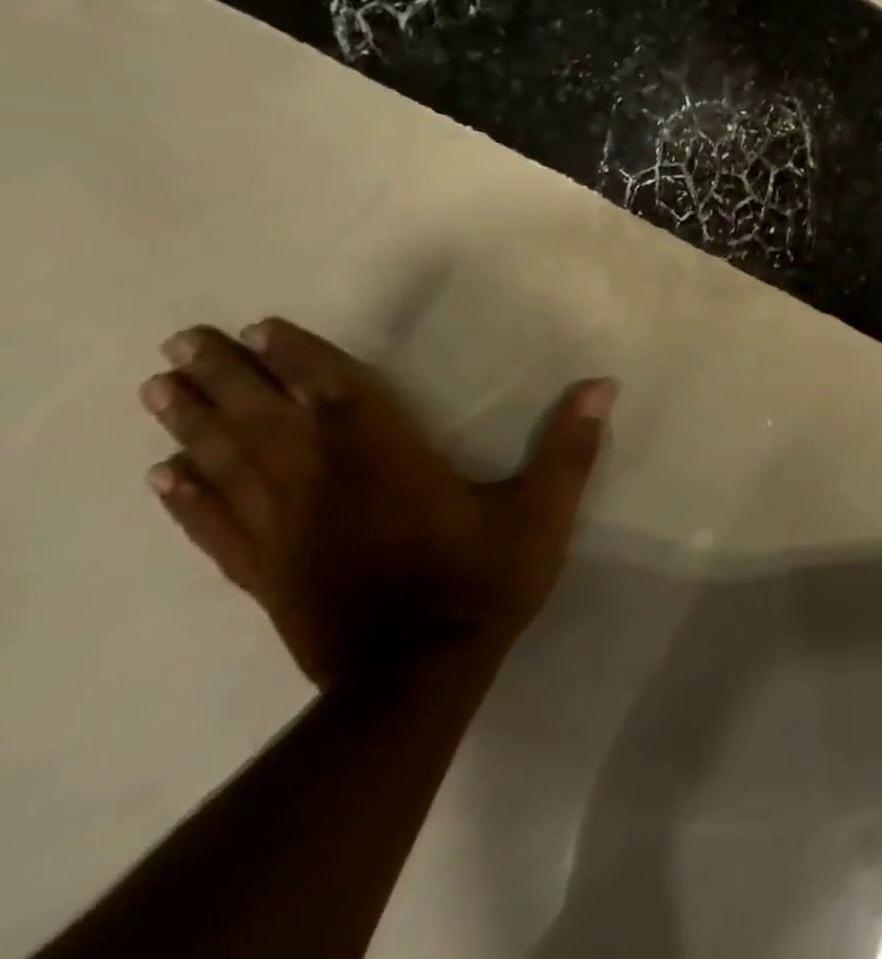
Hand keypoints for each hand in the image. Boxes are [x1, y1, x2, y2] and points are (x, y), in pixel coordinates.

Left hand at [138, 318, 614, 686]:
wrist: (417, 676)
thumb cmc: (483, 581)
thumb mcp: (544, 510)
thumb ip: (570, 446)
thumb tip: (603, 385)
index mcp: (389, 461)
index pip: (337, 395)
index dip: (301, 358)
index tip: (260, 328)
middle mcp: (325, 485)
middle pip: (266, 422)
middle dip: (226, 379)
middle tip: (182, 342)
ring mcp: (286, 533)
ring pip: (228, 467)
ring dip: (193, 425)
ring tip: (157, 390)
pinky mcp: (266, 574)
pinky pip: (216, 527)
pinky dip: (187, 499)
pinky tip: (163, 477)